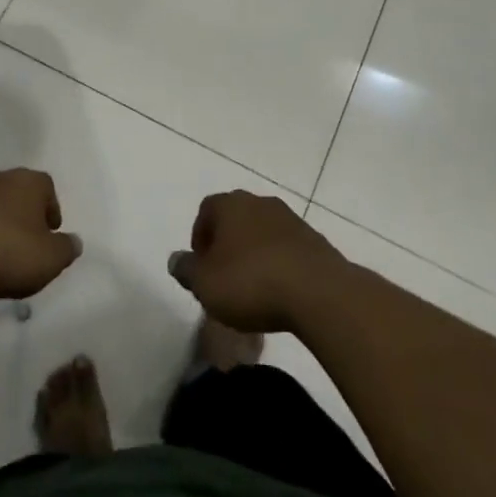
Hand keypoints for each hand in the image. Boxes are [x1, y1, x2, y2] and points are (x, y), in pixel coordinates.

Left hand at [0, 168, 81, 299]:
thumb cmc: (10, 252)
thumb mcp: (50, 258)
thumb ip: (66, 248)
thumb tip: (75, 242)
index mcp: (29, 182)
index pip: (46, 186)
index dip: (50, 207)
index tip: (50, 230)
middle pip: (14, 189)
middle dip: (19, 210)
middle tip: (22, 238)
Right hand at [169, 191, 349, 332]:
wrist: (319, 293)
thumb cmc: (251, 283)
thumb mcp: (205, 283)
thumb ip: (186, 270)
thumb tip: (176, 259)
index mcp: (231, 205)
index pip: (206, 210)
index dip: (200, 236)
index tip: (201, 265)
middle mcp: (260, 203)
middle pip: (236, 218)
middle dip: (227, 244)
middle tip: (223, 276)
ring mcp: (291, 220)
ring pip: (262, 233)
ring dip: (254, 254)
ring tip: (253, 288)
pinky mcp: (315, 241)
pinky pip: (287, 249)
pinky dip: (278, 264)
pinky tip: (279, 292)